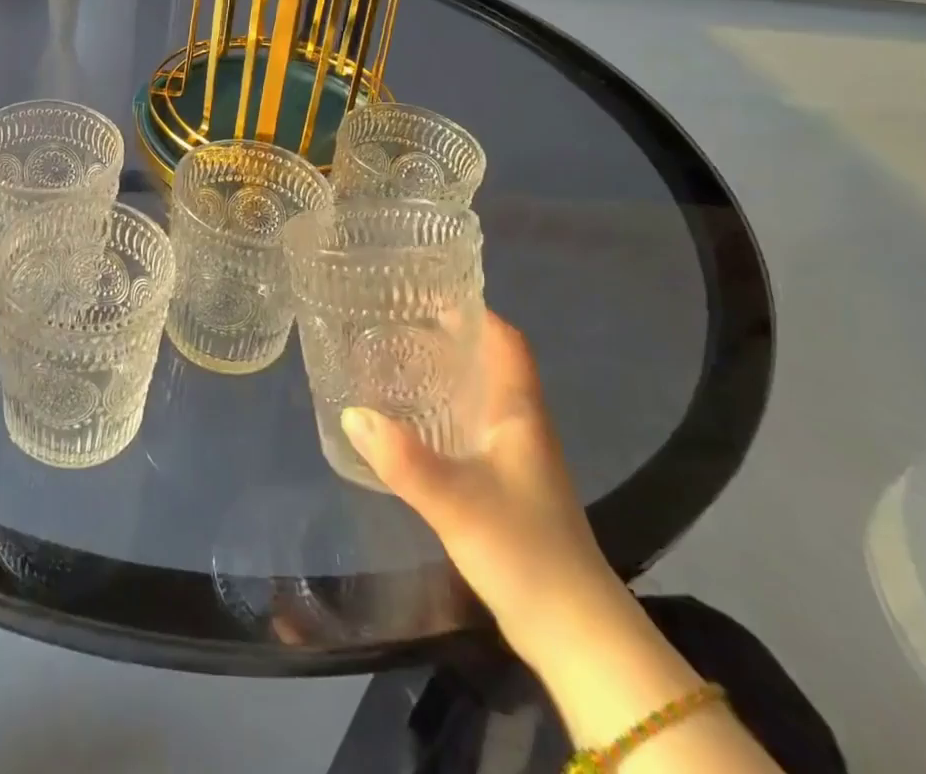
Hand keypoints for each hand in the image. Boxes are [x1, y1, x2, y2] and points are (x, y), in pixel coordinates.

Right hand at [342, 310, 629, 669]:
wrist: (574, 634)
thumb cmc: (524, 550)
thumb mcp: (457, 501)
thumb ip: (404, 459)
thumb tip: (352, 414)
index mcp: (519, 411)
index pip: (506, 340)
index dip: (475, 310)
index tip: (430, 290)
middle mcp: (521, 425)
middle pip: (488, 362)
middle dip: (448, 337)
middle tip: (396, 321)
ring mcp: (516, 458)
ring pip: (478, 396)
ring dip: (444, 374)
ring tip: (394, 361)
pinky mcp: (505, 487)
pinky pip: (470, 429)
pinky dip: (442, 412)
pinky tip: (410, 423)